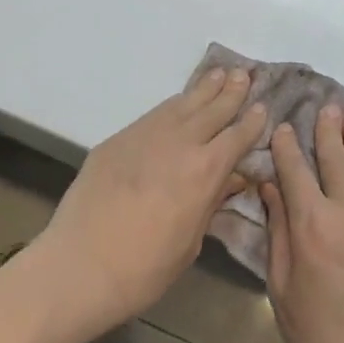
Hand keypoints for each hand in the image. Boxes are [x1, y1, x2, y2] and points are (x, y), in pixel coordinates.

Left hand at [31, 68, 265, 337]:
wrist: (80, 265)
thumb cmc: (144, 269)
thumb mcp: (190, 243)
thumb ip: (210, 203)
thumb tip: (230, 178)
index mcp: (204, 171)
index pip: (237, 137)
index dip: (252, 122)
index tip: (263, 107)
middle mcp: (179, 143)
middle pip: (212, 110)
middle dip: (231, 92)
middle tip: (244, 74)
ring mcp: (146, 135)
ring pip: (182, 103)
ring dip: (203, 88)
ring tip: (218, 73)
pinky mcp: (119, 138)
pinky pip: (155, 113)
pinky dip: (173, 104)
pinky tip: (179, 101)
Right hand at [260, 105, 343, 342]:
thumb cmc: (319, 336)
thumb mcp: (281, 285)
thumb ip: (277, 230)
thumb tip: (271, 186)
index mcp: (312, 227)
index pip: (296, 170)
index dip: (288, 146)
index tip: (284, 128)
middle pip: (336, 158)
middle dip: (327, 131)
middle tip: (324, 109)